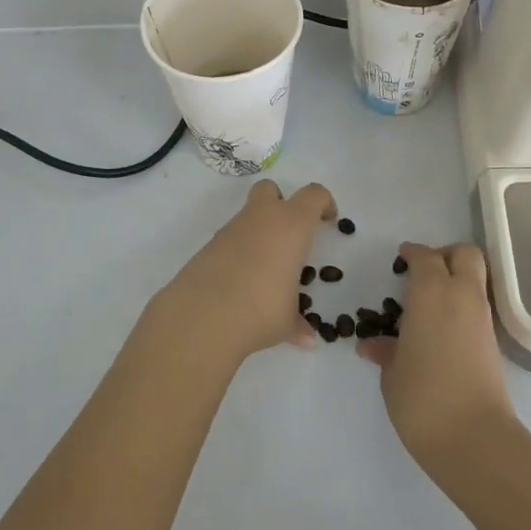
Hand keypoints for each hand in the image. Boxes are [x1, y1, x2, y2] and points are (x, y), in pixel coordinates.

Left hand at [144, 178, 337, 363]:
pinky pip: (230, 238)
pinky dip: (238, 250)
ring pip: (248, 214)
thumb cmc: (260, 311)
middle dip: (281, 203)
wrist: (202, 316)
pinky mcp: (208, 245)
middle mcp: (261, 219)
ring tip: (264, 268)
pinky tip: (240, 279)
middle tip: (290, 234)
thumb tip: (307, 340)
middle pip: (271, 189)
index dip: (323, 203)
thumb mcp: (287, 321)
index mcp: (291, 226)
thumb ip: (299, 325)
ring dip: (259, 230)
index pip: (313, 196)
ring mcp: (231, 229)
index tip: (327, 220)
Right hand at [357, 242, 516, 469]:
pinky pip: (478, 306)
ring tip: (427, 303)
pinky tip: (440, 328)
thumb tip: (372, 344)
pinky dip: (462, 305)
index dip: (413, 254)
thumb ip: (385, 351)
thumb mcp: (392, 373)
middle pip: (465, 254)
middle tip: (423, 271)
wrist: (474, 438)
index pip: (425, 257)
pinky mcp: (494, 343)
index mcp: (432, 293)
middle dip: (445, 255)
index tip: (401, 258)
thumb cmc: (423, 397)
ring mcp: (482, 319)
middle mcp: (462, 296)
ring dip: (456, 280)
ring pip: (476, 279)